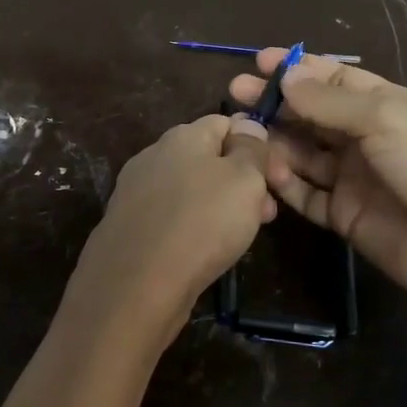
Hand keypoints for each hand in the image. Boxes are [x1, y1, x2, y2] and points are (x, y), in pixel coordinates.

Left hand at [56, 114, 275, 357]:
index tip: (277, 177)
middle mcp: (155, 155)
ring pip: (191, 189)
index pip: (226, 123)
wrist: (136, 284)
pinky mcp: (129, 225)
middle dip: (242, 181)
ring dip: (220, 206)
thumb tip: (247, 124)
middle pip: (208, 158)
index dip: (256, 144)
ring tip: (240, 237)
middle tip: (266, 214)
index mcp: (182, 135)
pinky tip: (204, 251)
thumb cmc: (201, 223)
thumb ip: (251, 148)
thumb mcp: (244, 179)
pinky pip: (171, 216)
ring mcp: (137, 191)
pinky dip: (192, 227)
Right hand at [230, 50, 406, 306]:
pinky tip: (266, 170)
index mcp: (382, 104)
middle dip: (275, 102)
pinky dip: (284, 182)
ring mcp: (351, 176)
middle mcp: (363, 137)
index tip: (259, 62)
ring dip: (274, 141)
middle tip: (236, 94)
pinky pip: (304, 193)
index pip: (332, 78)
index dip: (297, 70)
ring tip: (243, 133)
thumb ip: (330, 100)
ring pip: (301, 152)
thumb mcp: (384, 118)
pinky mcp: (341, 213)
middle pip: (310, 113)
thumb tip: (286, 77)